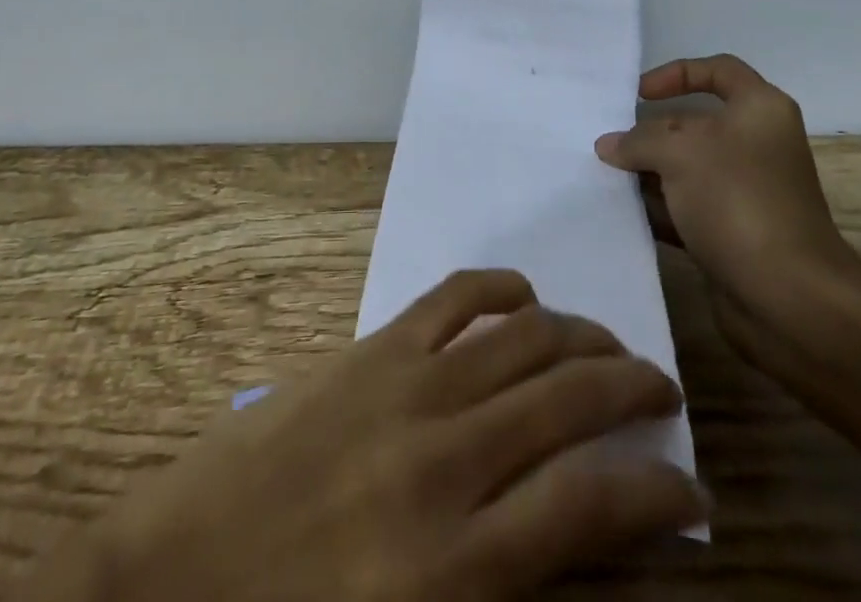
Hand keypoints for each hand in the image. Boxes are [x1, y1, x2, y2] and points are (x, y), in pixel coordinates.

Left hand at [14, 269, 706, 601]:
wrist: (170, 586)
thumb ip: (502, 587)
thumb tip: (573, 532)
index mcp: (458, 564)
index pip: (593, 505)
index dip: (659, 491)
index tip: (690, 488)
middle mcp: (445, 461)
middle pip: (569, 402)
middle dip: (631, 389)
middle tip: (660, 390)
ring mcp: (406, 390)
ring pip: (523, 340)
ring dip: (579, 338)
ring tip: (607, 348)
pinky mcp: (370, 350)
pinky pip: (453, 299)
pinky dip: (500, 288)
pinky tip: (525, 296)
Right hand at [595, 54, 860, 371]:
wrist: (790, 299)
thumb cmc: (738, 200)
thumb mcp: (679, 153)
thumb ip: (638, 140)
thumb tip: (608, 146)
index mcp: (759, 109)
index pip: (717, 70)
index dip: (676, 74)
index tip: (639, 94)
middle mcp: (757, 144)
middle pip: (694, 123)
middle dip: (650, 132)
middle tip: (609, 141)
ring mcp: (746, 190)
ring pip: (687, 168)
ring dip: (649, 172)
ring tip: (605, 176)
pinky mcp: (734, 231)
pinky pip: (687, 207)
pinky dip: (659, 208)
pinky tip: (622, 212)